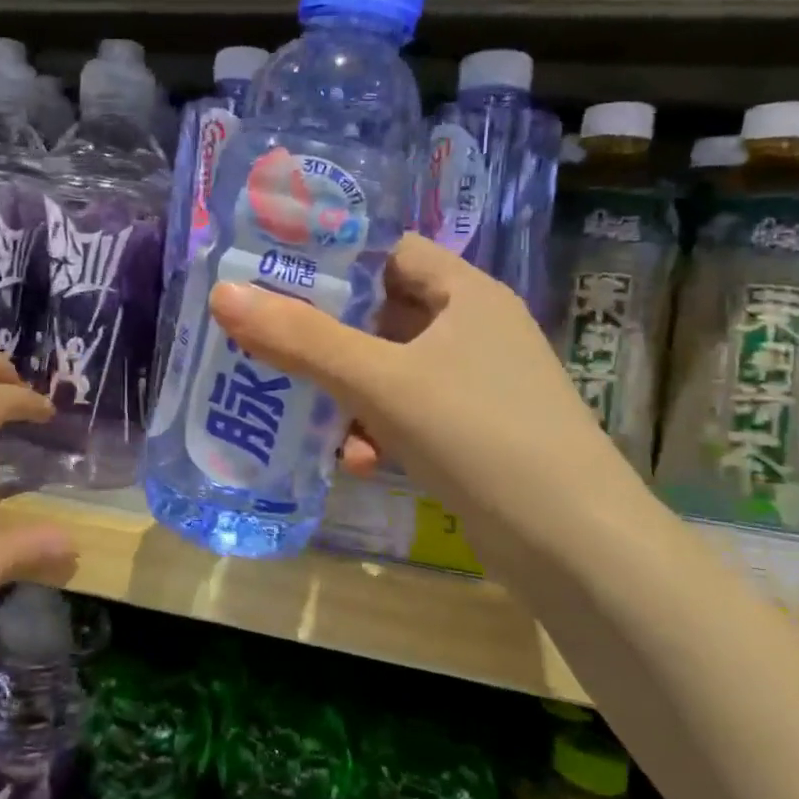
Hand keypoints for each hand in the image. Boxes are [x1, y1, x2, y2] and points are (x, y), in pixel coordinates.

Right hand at [208, 234, 639, 564]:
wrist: (574, 546)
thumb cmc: (477, 434)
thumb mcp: (380, 381)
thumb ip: (301, 339)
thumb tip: (224, 293)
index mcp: (466, 294)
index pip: (392, 253)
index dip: (338, 262)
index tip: (279, 282)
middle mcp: (476, 330)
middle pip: (383, 314)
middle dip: (328, 338)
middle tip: (271, 346)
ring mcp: (478, 385)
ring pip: (392, 371)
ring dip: (348, 393)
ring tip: (306, 416)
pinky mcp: (476, 434)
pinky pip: (410, 416)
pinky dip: (378, 431)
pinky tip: (355, 462)